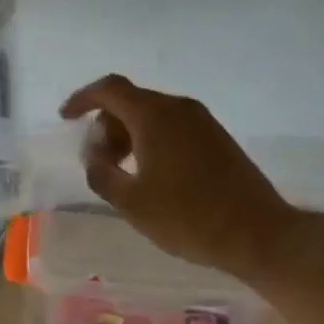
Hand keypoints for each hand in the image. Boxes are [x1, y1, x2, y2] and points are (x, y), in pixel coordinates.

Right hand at [59, 75, 300, 283]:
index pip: (109, 89)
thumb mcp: (130, 202)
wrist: (258, 234)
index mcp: (155, 116)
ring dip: (129, 135)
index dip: (82, 99)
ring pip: (152, 114)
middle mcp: (179, 108)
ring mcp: (202, 121)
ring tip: (124, 173)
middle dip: (106, 125)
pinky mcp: (217, 137)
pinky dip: (151, 140)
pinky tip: (151, 175)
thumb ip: (101, 172)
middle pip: (131, 101)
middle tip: (100, 162)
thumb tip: (94, 154)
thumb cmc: (188, 218)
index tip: (65, 118)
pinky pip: (172, 126)